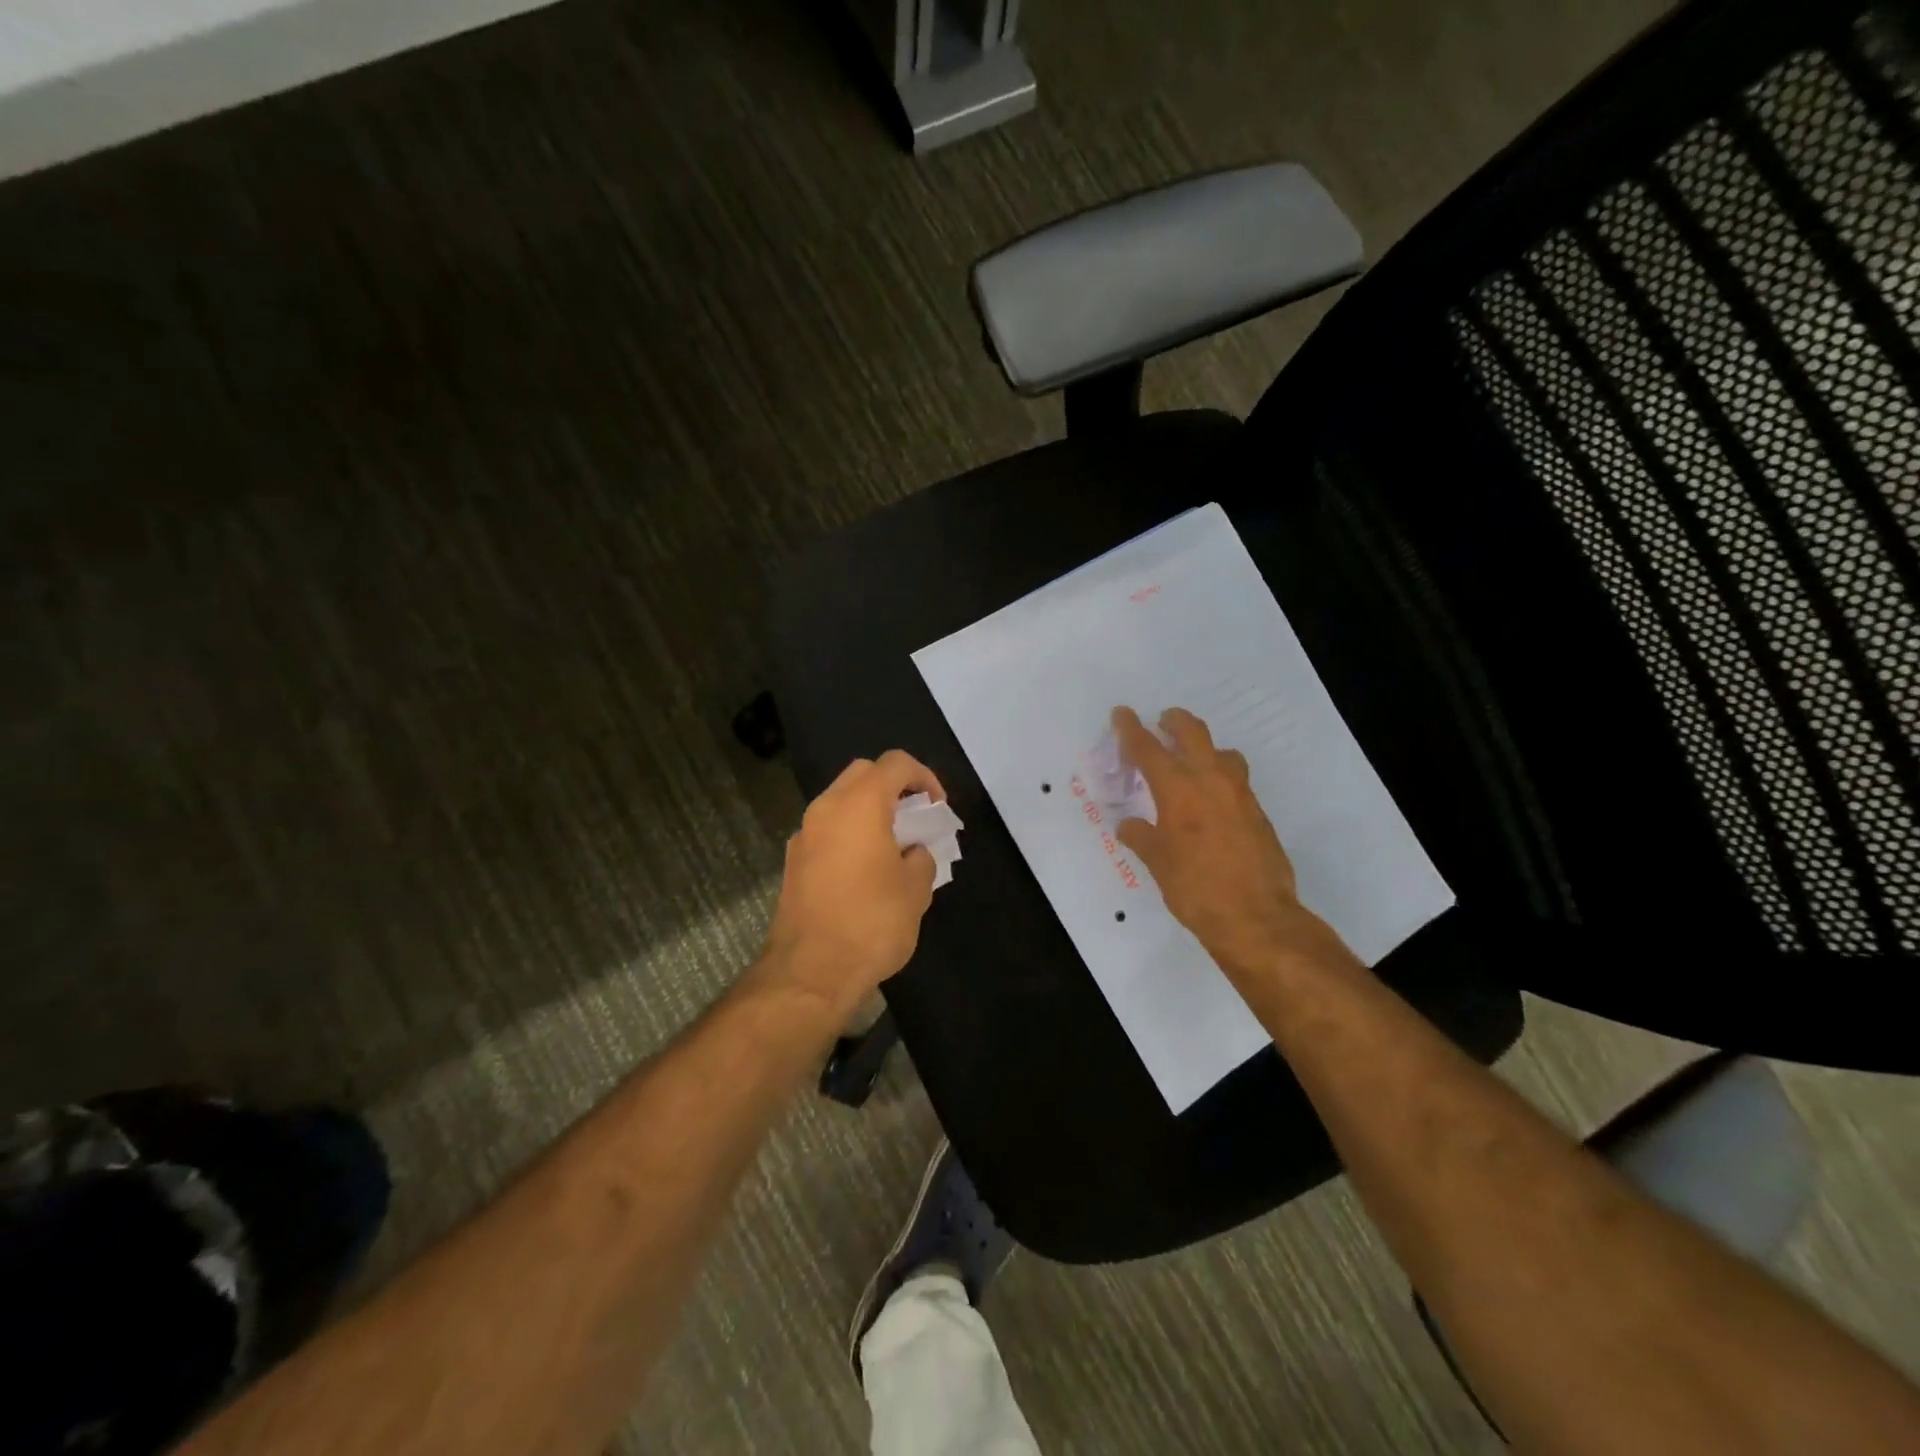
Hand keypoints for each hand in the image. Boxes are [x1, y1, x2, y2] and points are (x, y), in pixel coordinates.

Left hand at [760, 750, 945, 1016]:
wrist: (810, 972)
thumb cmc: (872, 923)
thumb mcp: (916, 890)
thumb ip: (921, 857)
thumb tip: (912, 852)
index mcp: (860, 804)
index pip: (896, 763)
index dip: (924, 777)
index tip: (937, 808)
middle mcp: (826, 808)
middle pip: (863, 773)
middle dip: (894, 787)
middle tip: (915, 818)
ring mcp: (804, 834)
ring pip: (841, 801)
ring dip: (869, 810)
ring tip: (893, 845)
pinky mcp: (793, 861)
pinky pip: (827, 829)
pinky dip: (849, 833)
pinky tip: (865, 870)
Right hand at [1112, 706, 1354, 983]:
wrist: (1256, 917)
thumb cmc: (1196, 889)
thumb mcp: (1158, 863)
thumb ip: (1142, 837)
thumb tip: (1129, 825)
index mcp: (1178, 789)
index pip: (1148, 748)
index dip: (1131, 729)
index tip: (1122, 714)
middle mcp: (1211, 780)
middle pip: (1192, 732)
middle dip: (1174, 722)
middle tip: (1162, 723)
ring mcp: (1240, 794)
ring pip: (1222, 752)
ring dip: (1204, 748)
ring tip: (1192, 761)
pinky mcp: (1258, 812)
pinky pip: (1236, 780)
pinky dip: (1220, 777)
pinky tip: (1212, 800)